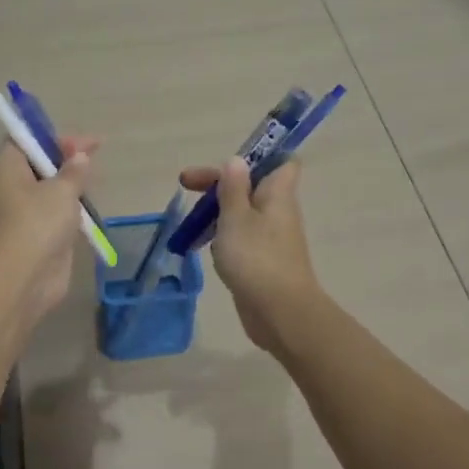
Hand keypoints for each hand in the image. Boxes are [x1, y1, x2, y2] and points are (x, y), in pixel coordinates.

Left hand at [0, 135, 97, 331]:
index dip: (52, 136)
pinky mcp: (35, 237)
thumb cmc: (37, 224)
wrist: (22, 280)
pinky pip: (53, 215)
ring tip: (94, 179)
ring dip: (69, 185)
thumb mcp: (61, 191)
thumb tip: (79, 157)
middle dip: (65, 159)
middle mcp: (9, 188)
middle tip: (94, 155)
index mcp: (6, 169)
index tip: (81, 141)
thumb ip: (74, 171)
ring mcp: (21, 215)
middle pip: (37, 164)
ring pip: (46, 191)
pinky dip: (69, 209)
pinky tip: (88, 208)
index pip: (25, 140)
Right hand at [177, 157, 322, 352]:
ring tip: (189, 222)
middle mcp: (278, 211)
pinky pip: (240, 237)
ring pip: (242, 213)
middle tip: (186, 185)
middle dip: (220, 184)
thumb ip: (233, 188)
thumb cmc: (256, 258)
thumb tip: (237, 160)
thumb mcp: (236, 217)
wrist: (279, 312)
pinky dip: (221, 236)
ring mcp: (271, 237)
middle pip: (251, 186)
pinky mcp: (262, 260)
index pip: (281, 161)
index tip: (229, 160)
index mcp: (277, 193)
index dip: (259, 155)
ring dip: (216, 212)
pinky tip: (200, 246)